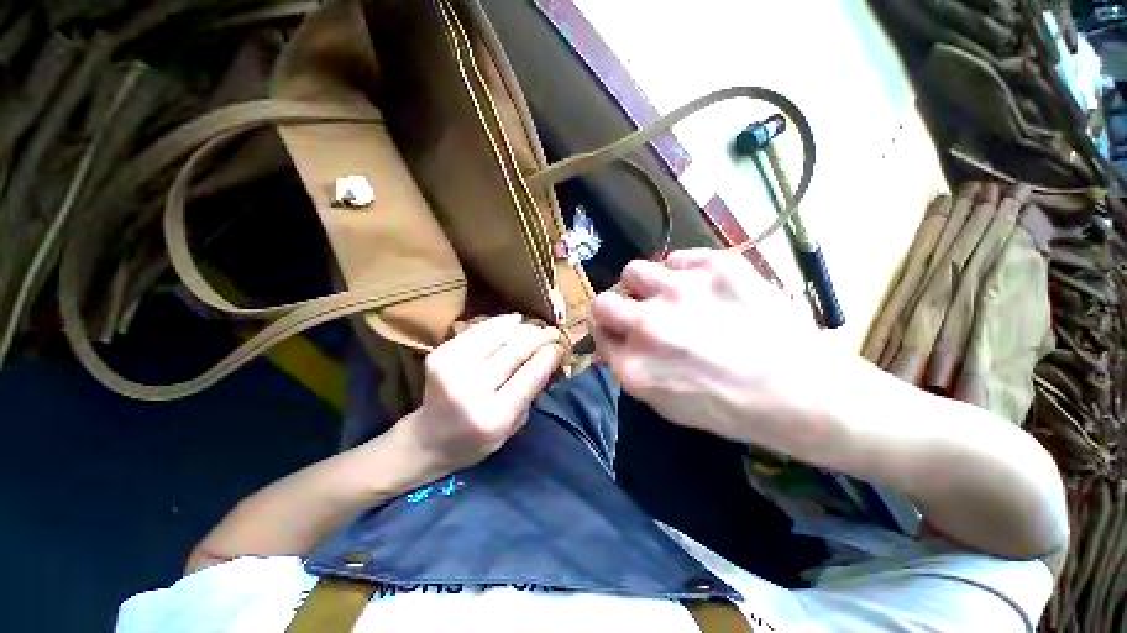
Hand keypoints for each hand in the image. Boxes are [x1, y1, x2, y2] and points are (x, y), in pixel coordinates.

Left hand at [397, 314, 563, 474]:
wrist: (428, 439)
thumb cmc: (477, 439)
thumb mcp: (513, 426)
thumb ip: (532, 391)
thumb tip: (550, 355)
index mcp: (493, 416)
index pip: (530, 375)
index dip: (549, 355)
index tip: (561, 346)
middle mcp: (470, 389)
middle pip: (515, 351)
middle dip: (540, 337)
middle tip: (554, 332)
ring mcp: (451, 368)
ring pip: (498, 336)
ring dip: (523, 328)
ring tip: (536, 327)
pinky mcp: (440, 354)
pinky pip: (479, 330)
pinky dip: (500, 323)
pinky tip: (515, 321)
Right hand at [591, 249, 841, 453]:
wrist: (805, 392)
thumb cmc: (732, 409)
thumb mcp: (667, 405)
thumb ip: (631, 371)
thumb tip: (613, 343)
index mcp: (635, 366)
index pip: (598, 333)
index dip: (607, 331)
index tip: (617, 330)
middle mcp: (648, 326)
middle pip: (603, 301)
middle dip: (613, 308)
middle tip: (637, 312)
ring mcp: (681, 291)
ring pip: (634, 271)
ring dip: (645, 286)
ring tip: (670, 295)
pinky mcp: (716, 267)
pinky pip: (678, 259)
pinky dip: (683, 273)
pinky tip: (705, 289)